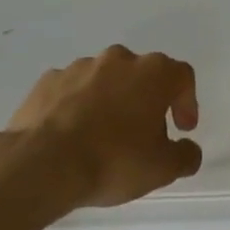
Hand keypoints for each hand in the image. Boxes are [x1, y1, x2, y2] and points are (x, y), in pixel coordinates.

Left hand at [3, 45, 203, 207]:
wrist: (42, 164)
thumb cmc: (113, 161)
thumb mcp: (163, 168)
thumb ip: (185, 156)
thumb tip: (188, 149)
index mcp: (153, 73)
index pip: (182, 76)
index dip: (187, 102)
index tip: (182, 129)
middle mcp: (118, 60)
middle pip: (142, 74)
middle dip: (147, 100)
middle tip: (145, 133)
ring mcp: (79, 67)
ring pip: (105, 80)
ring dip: (111, 101)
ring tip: (105, 136)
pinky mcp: (47, 81)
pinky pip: (73, 90)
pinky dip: (78, 106)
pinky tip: (74, 135)